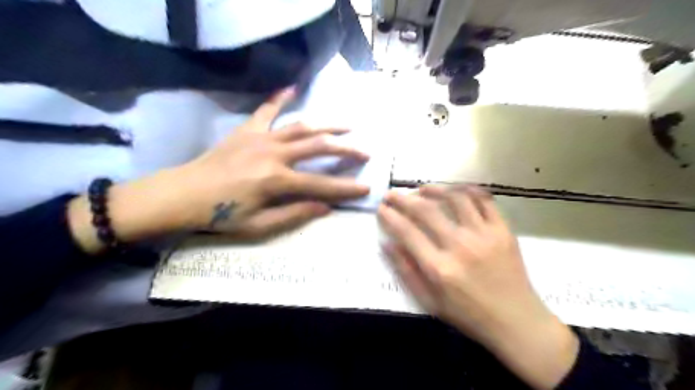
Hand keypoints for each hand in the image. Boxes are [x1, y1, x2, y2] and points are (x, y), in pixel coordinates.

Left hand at [69, 87, 371, 250]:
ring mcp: (261, 138)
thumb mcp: (259, 225)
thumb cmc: (220, 214)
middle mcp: (274, 154)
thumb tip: (327, 208)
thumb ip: (295, 214)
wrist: (182, 194)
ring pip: (302, 127)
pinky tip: (293, 88)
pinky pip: (267, 110)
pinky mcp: (248, 130)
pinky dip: (281, 98)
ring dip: (327, 126)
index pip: (321, 185)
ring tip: (347, 127)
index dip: (345, 188)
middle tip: (365, 152)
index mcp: (276, 180)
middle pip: (318, 148)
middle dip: (346, 150)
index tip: (366, 187)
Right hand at [378, 185, 578, 389]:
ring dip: (434, 189)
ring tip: (422, 189)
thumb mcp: (430, 302)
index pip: (407, 232)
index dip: (390, 217)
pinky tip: (456, 190)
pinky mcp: (503, 230)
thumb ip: (406, 272)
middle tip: (393, 194)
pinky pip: (485, 200)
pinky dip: (468, 190)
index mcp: (439, 268)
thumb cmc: (469, 315)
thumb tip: (387, 244)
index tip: (381, 208)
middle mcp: (460, 246)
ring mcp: (484, 235)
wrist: (517, 321)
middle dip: (404, 199)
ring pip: (455, 198)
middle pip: (426, 211)